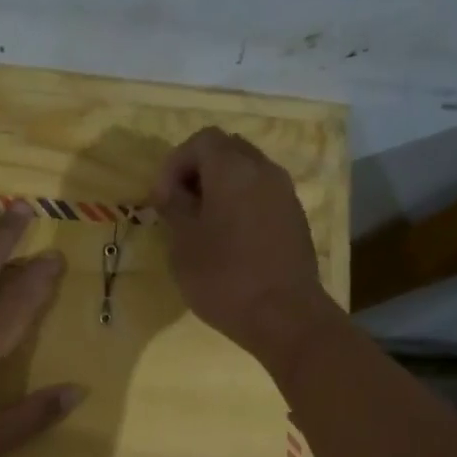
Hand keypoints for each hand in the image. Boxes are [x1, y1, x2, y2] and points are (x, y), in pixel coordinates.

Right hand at [152, 127, 331, 368]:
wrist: (284, 315)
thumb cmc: (224, 278)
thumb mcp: (183, 245)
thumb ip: (175, 208)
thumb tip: (171, 191)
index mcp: (233, 169)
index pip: (200, 141)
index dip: (174, 164)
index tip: (161, 200)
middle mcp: (264, 170)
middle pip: (227, 151)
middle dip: (198, 173)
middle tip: (179, 208)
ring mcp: (284, 194)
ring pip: (246, 174)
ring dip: (220, 191)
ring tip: (202, 227)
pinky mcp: (294, 219)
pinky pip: (261, 197)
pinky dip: (240, 206)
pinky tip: (228, 242)